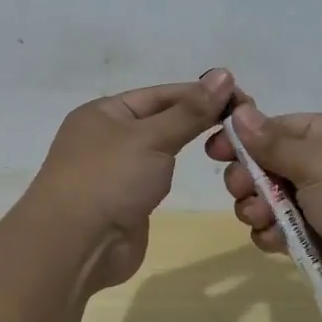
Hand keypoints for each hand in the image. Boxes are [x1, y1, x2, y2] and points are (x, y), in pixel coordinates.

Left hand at [24, 69, 235, 290]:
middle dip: (199, 118)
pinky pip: (159, 176)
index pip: (162, 94)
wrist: (75, 246)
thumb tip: (224, 74)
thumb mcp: (151, 138)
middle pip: (162, 119)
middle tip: (245, 123)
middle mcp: (108, 137)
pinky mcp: (127, 201)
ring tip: (233, 143)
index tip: (242, 98)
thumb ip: (190, 111)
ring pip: (162, 149)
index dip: (201, 93)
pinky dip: (179, 171)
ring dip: (191, 143)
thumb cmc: (109, 180)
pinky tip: (203, 170)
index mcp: (104, 112)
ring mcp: (116, 171)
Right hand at [205, 93, 321, 308]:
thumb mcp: (318, 160)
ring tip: (260, 216)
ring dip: (256, 208)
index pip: (277, 127)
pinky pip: (280, 233)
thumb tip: (239, 109)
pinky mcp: (318, 241)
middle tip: (241, 188)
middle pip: (267, 165)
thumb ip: (272, 142)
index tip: (214, 149)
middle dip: (247, 177)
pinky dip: (272, 236)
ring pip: (268, 201)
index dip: (244, 137)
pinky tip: (276, 240)